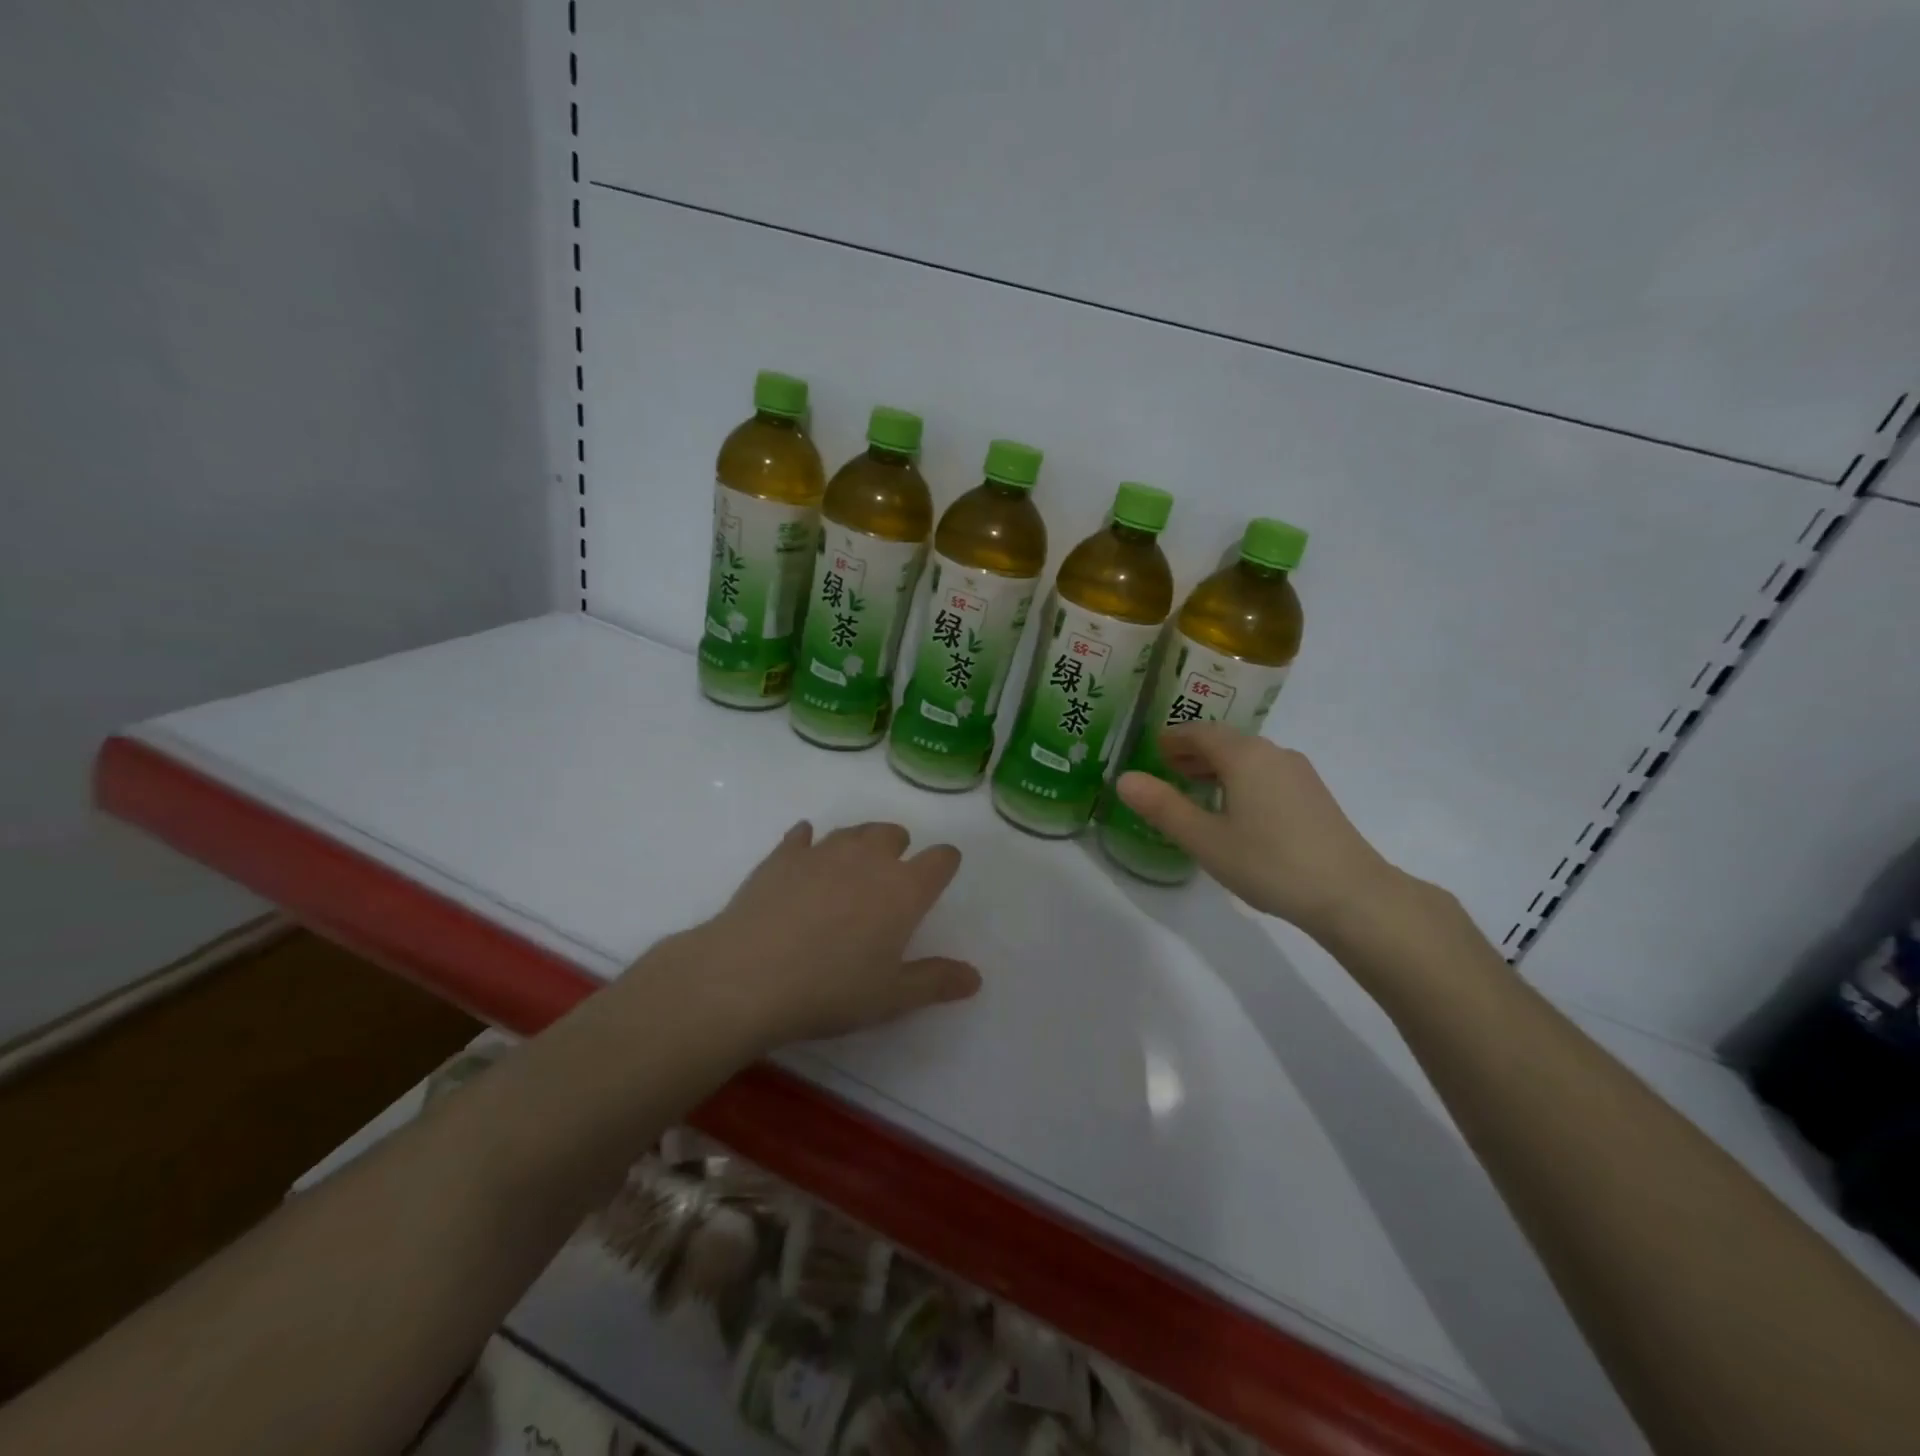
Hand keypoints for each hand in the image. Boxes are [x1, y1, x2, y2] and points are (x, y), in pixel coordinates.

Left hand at [685, 820, 980, 1048]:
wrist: (748, 977)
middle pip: (894, 833)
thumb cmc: (830, 990)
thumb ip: (935, 982)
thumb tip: (975, 977)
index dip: (945, 863)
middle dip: (899, 848)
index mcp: (904, 889)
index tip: (941, 874)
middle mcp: (868, 858)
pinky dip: (807, 842)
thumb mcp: (890, 997)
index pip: (941, 859)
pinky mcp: (783, 855)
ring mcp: (822, 851)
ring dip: (859, 843)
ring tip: (852, 869)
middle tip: (890, 879)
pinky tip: (802, 851)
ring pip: (852, 831)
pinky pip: (801, 836)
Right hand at [1114, 725, 1408, 939]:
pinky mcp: (1313, 795)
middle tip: (1165, 767)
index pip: (1200, 732)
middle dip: (1193, 751)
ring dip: (1216, 766)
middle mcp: (1272, 753)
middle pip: (1225, 741)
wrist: (1351, 894)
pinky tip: (1234, 809)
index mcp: (1244, 756)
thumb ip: (1163, 807)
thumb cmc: (1270, 863)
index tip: (1152, 749)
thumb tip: (1124, 779)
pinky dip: (1240, 779)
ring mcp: (1298, 773)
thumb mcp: (1205, 840)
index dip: (1173, 738)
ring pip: (1247, 758)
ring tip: (1193, 788)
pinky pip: (1265, 773)